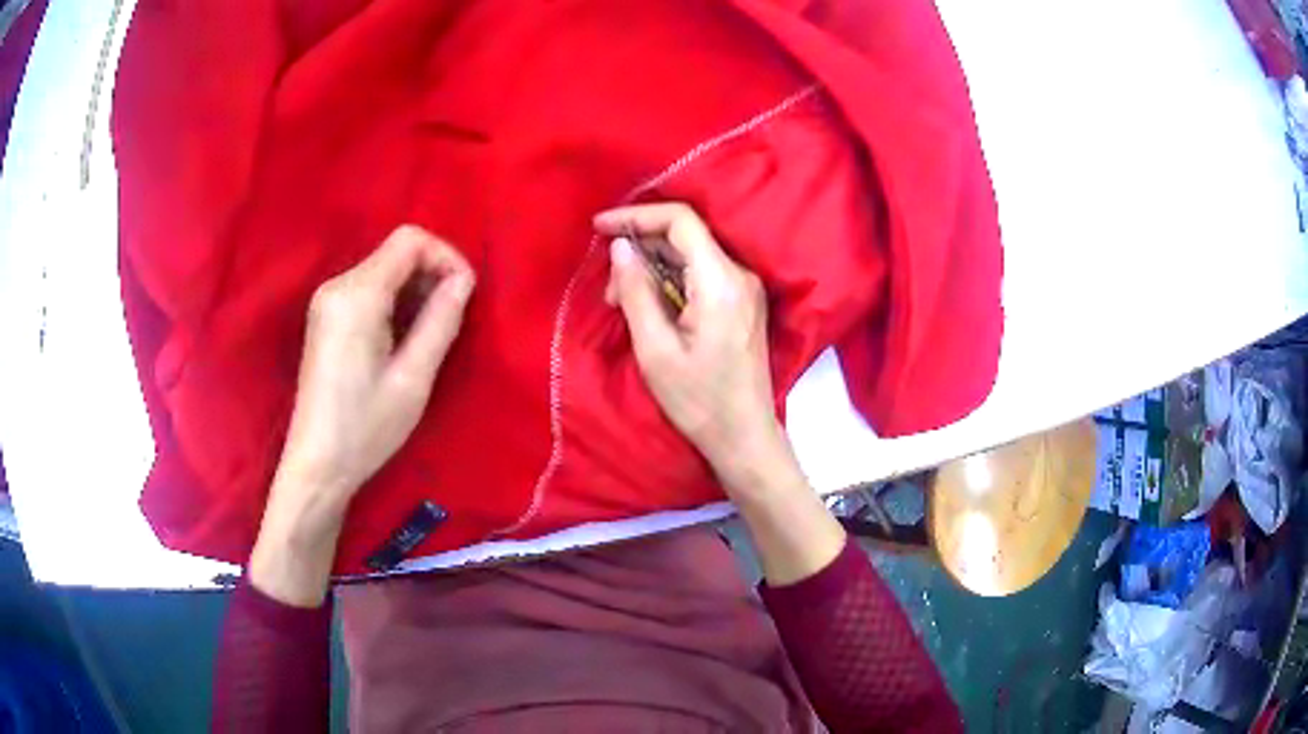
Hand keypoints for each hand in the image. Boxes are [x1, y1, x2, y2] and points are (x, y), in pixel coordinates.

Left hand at [251, 225, 473, 605]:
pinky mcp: (325, 316)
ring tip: (430, 333)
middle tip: (452, 319)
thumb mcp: (413, 378)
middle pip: (395, 253)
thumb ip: (440, 321)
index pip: (409, 241)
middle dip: (431, 275)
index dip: (445, 256)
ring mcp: (327, 300)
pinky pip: (369, 290)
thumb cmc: (366, 428)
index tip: (465, 293)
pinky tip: (403, 338)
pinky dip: (395, 302)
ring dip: (415, 291)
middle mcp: (337, 286)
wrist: (317, 464)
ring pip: (384, 270)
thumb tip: (463, 280)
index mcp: (357, 296)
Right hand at [594, 203, 786, 492]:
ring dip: (652, 268)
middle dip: (640, 250)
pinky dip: (671, 281)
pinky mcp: (743, 302)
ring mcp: (745, 288)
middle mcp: (739, 275)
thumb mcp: (655, 350)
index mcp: (720, 281)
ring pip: (691, 255)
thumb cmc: (698, 401)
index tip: (600, 227)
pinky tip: (649, 306)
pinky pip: (701, 274)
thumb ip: (636, 292)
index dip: (637, 215)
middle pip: (685, 236)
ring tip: (622, 303)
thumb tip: (620, 247)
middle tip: (609, 290)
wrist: (744, 435)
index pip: (681, 221)